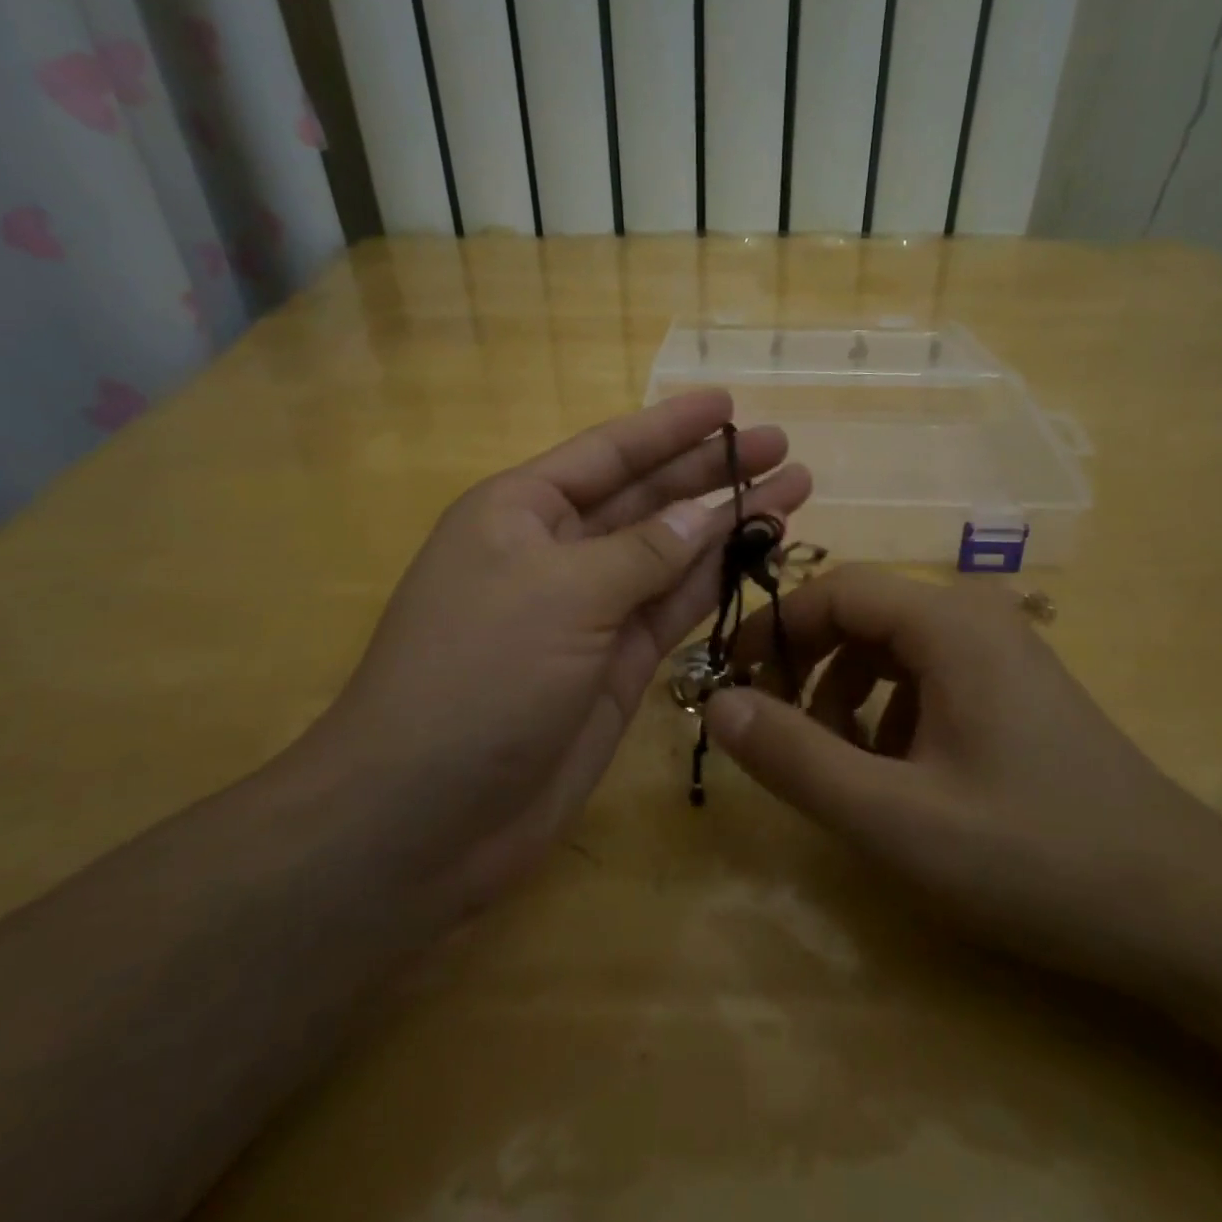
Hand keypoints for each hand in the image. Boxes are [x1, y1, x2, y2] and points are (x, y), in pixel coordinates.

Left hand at [307, 390, 809, 931]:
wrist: (427, 817)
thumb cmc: (479, 676)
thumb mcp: (561, 593)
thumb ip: (643, 552)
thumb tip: (704, 513)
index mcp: (522, 512)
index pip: (609, 452)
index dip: (670, 426)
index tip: (729, 403)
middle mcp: (557, 552)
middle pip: (648, 498)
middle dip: (712, 471)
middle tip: (782, 445)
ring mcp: (590, 612)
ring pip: (671, 553)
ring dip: (727, 523)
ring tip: (793, 491)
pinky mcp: (617, 666)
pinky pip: (674, 609)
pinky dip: (716, 581)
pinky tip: (759, 552)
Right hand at [705, 566, 1221, 975]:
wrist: (1185, 911)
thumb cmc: (1033, 856)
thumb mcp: (893, 817)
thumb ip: (795, 757)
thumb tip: (717, 703)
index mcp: (948, 622)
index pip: (833, 588)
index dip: (774, 629)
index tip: (732, 681)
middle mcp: (975, 617)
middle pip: (861, 616)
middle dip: (807, 668)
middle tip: (775, 732)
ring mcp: (1001, 652)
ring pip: (890, 651)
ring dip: (846, 698)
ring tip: (839, 768)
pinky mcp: (1013, 689)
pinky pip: (925, 679)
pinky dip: (888, 715)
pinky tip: (897, 778)